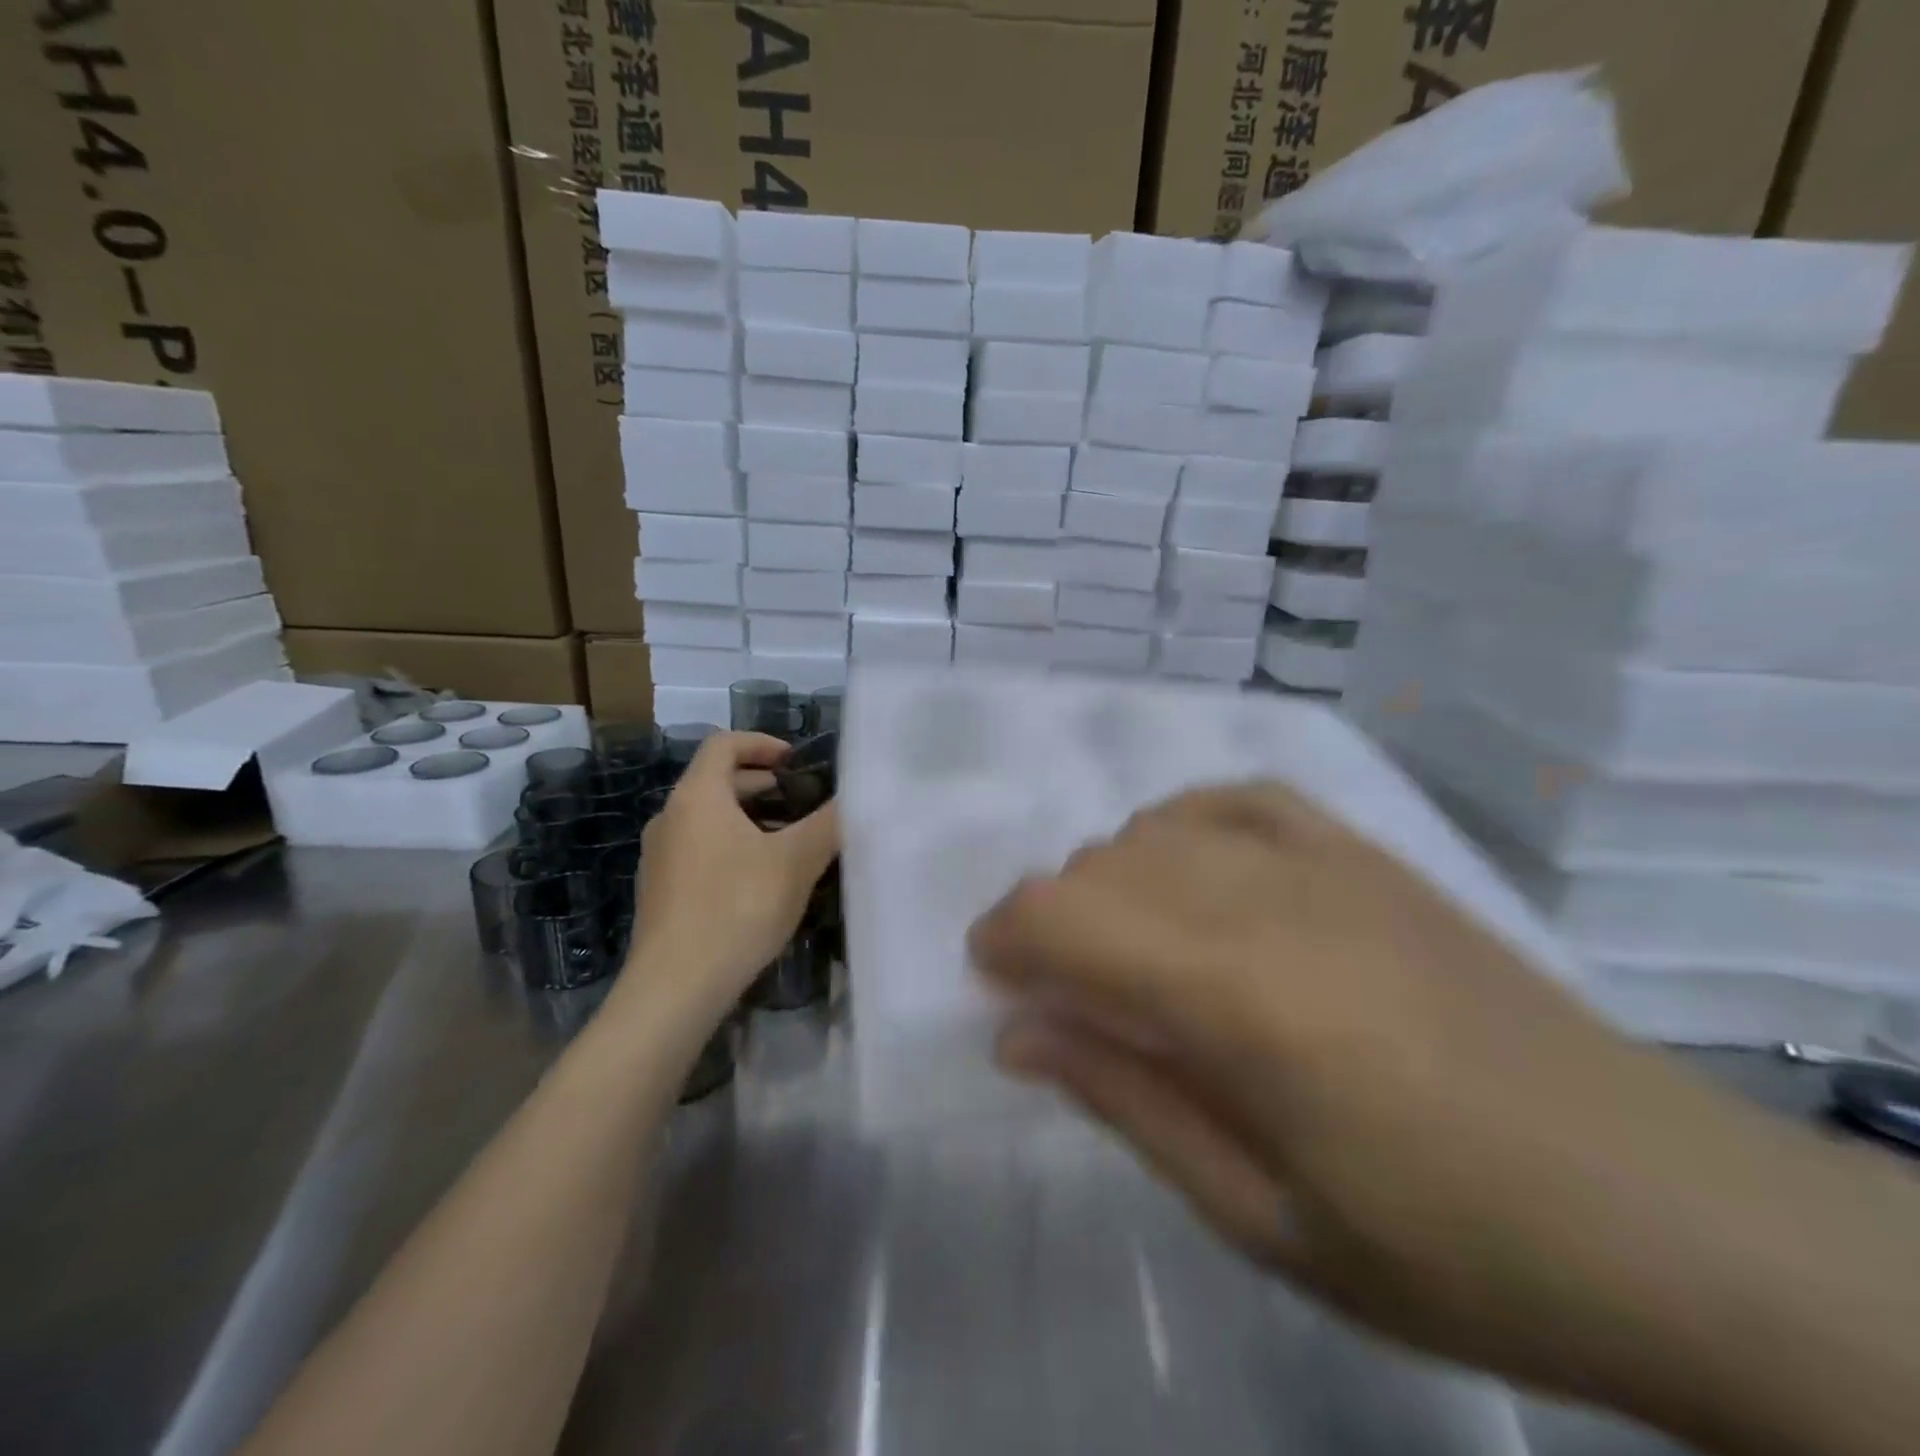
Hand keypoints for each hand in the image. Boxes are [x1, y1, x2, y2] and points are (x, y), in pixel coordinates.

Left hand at [622, 732, 837, 1015]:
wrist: (674, 989)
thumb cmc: (737, 909)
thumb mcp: (796, 861)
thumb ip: (830, 822)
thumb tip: (857, 796)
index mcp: (697, 797)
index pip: (725, 744)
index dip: (763, 743)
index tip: (797, 762)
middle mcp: (670, 817)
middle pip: (717, 781)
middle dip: (764, 785)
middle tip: (804, 802)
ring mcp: (660, 856)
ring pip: (709, 819)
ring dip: (750, 819)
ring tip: (790, 842)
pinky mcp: (660, 891)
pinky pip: (700, 849)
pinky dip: (732, 847)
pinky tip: (762, 882)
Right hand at [967, 783, 1821, 1421]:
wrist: (1661, 1211)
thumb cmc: (1448, 1247)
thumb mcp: (1263, 1219)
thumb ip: (1127, 1101)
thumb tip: (1018, 1034)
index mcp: (1239, 997)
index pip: (1068, 919)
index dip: (1004, 937)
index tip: (987, 978)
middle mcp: (1269, 900)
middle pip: (1102, 867)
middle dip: (1049, 918)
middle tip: (1055, 989)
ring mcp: (1324, 863)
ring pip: (1157, 828)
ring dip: (1109, 878)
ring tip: (1124, 944)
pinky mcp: (1368, 854)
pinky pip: (1238, 797)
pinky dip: (1183, 821)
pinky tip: (1186, 864)